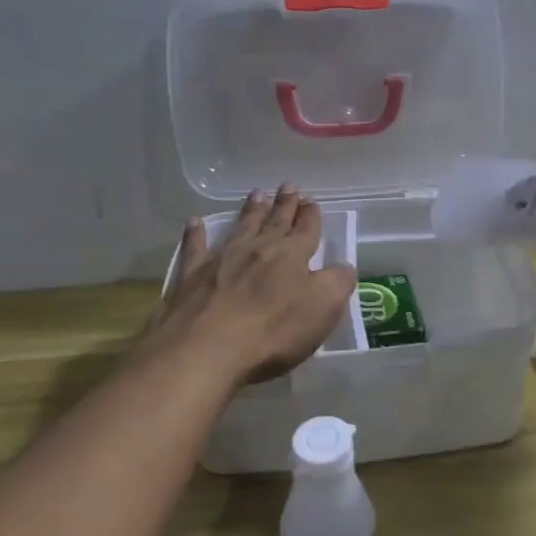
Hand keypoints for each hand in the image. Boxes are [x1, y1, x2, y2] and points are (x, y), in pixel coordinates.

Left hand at [151, 186, 357, 385]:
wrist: (206, 349)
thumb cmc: (273, 331)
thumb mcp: (323, 308)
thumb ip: (338, 283)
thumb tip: (344, 267)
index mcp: (292, 256)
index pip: (306, 230)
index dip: (311, 216)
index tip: (312, 201)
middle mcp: (258, 249)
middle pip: (275, 222)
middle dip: (284, 204)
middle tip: (288, 185)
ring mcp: (222, 260)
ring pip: (240, 227)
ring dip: (251, 211)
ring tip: (257, 194)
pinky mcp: (191, 277)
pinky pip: (195, 248)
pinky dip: (195, 234)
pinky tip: (194, 222)